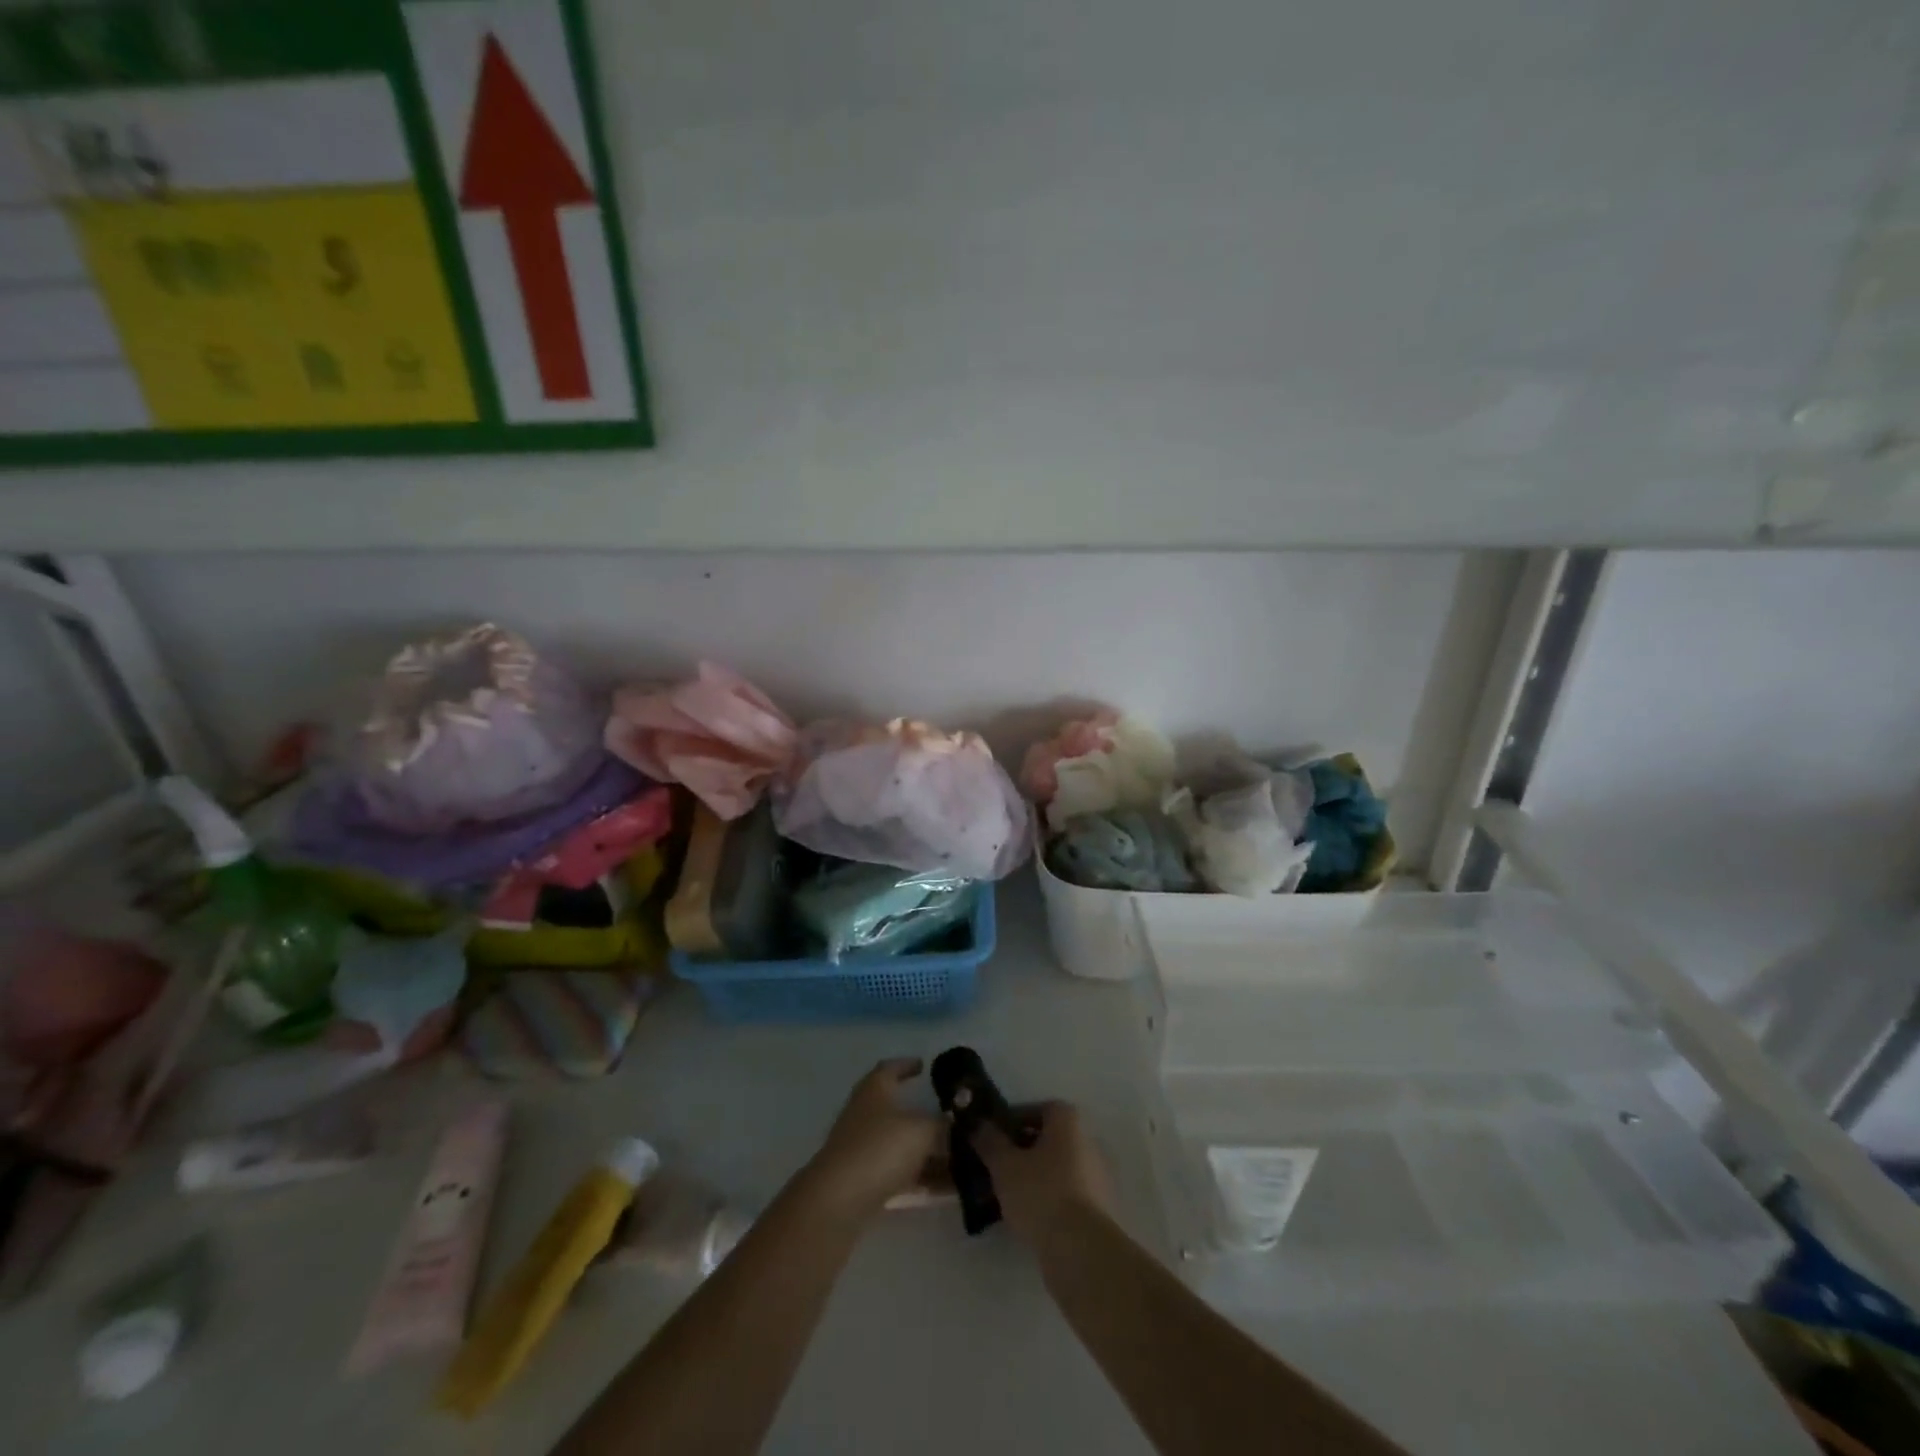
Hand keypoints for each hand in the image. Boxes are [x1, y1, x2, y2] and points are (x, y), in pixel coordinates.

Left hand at [802, 1059, 944, 1222]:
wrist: (839, 1200)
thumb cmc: (881, 1147)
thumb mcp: (922, 1130)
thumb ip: (943, 1125)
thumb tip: (956, 1123)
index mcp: (876, 1089)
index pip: (891, 1068)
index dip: (907, 1065)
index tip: (924, 1066)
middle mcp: (867, 1113)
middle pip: (901, 1111)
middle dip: (929, 1118)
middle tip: (957, 1122)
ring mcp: (864, 1148)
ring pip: (904, 1146)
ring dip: (932, 1154)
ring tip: (965, 1162)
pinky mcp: (865, 1180)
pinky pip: (902, 1174)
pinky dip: (924, 1178)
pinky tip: (951, 1190)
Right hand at [972, 1101, 1113, 1247]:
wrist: (1082, 1251)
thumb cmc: (1041, 1194)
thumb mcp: (1004, 1165)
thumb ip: (989, 1141)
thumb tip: (977, 1124)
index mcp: (1068, 1121)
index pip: (1037, 1109)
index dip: (1012, 1120)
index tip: (992, 1139)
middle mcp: (1088, 1141)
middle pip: (1047, 1139)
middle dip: (1021, 1151)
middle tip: (996, 1168)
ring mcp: (1097, 1176)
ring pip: (1056, 1169)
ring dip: (1033, 1177)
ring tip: (1006, 1196)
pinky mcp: (1099, 1209)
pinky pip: (1066, 1194)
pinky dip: (1047, 1199)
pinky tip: (1026, 1217)